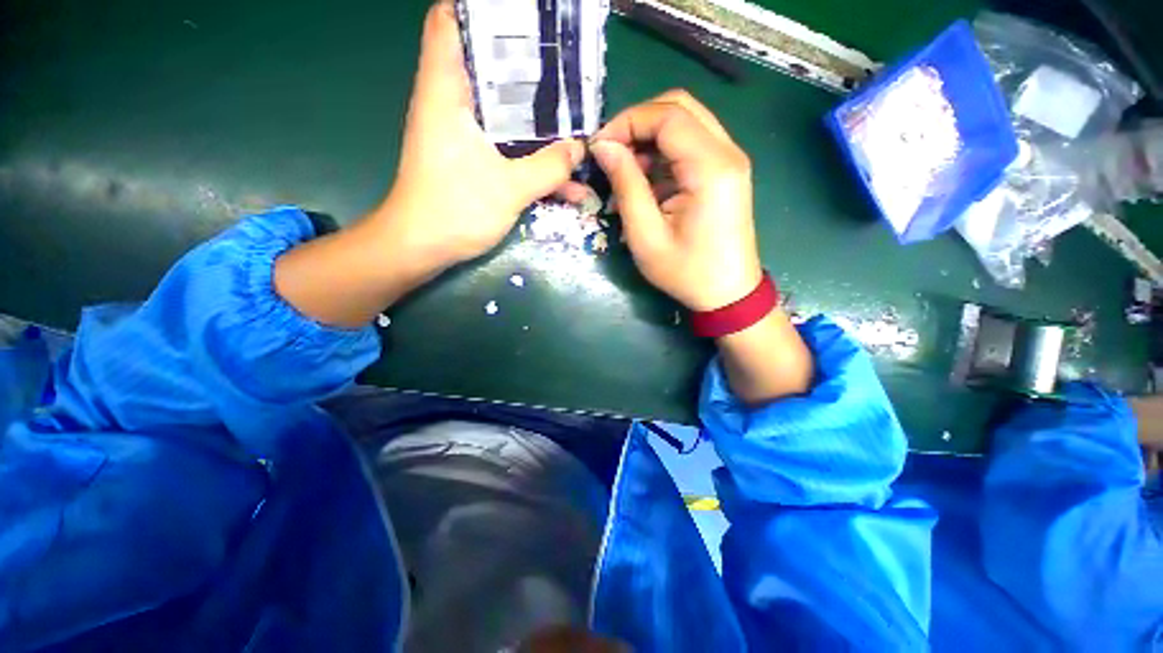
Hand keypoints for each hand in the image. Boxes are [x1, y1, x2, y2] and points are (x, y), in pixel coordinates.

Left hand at [274, 1, 582, 327]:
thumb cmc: (455, 210)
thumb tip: (578, 149)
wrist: (422, 248)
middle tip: (566, 71)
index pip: (450, 21)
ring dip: (538, 120)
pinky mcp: (471, 160)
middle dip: (528, 67)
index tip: (525, 19)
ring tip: (576, 124)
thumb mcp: (509, 188)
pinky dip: (532, 156)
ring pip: (504, 112)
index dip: (483, 11)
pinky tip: (565, 180)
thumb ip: (548, 167)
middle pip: (488, 65)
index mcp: (448, 92)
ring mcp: (463, 135)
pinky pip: (507, 147)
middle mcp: (452, 104)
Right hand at [589, 90, 761, 311]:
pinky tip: (644, 184)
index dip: (627, 122)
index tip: (599, 147)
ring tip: (624, 175)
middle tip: (611, 153)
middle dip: (638, 124)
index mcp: (711, 167)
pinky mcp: (724, 173)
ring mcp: (729, 161)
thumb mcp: (646, 235)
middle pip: (679, 108)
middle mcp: (727, 153)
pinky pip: (690, 147)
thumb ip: (626, 185)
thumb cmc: (686, 272)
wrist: (727, 294)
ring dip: (649, 141)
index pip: (667, 116)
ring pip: (685, 124)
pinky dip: (662, 157)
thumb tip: (604, 147)